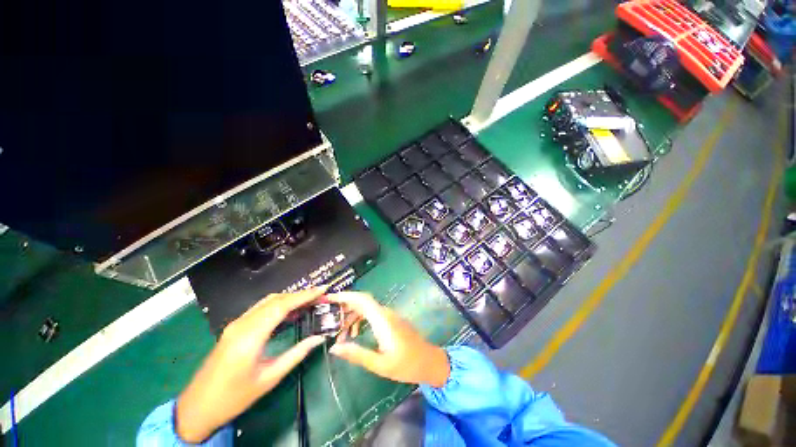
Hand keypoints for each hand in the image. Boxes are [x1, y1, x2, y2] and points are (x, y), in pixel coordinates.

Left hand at [175, 288, 326, 442]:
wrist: (197, 407)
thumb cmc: (234, 397)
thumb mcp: (269, 378)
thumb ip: (296, 354)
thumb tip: (319, 337)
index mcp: (250, 336)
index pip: (282, 306)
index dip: (304, 295)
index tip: (323, 289)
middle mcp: (242, 324)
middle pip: (275, 299)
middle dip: (300, 294)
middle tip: (321, 295)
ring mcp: (236, 324)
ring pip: (268, 302)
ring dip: (290, 298)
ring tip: (310, 301)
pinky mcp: (235, 328)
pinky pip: (261, 309)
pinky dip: (279, 305)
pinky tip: (290, 312)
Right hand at [327, 292, 449, 387]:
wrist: (429, 361)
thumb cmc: (406, 365)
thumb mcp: (380, 364)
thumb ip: (357, 354)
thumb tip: (334, 347)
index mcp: (382, 320)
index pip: (362, 299)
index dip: (345, 296)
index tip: (329, 298)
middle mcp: (386, 313)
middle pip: (362, 302)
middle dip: (345, 306)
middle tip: (328, 318)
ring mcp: (390, 315)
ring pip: (367, 308)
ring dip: (352, 315)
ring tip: (339, 331)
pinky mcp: (392, 320)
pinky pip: (373, 314)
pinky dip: (361, 320)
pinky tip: (355, 334)